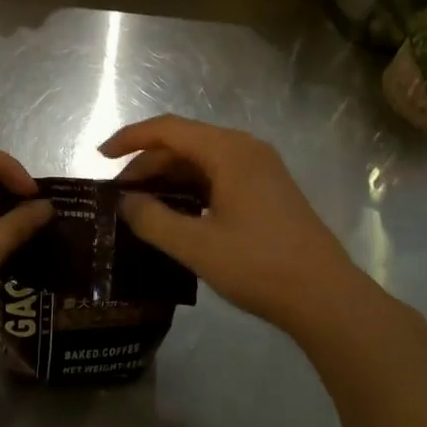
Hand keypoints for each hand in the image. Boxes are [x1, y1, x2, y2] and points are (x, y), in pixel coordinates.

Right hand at [102, 115, 382, 344]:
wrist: (327, 297)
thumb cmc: (259, 266)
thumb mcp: (196, 246)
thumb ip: (153, 220)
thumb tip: (125, 202)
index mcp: (228, 150)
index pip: (168, 129)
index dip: (130, 139)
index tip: (100, 157)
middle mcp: (245, 149)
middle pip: (184, 143)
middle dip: (147, 164)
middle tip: (118, 196)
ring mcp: (260, 169)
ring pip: (201, 161)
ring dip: (169, 178)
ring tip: (140, 206)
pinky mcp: (268, 190)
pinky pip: (219, 176)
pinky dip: (191, 189)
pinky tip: (175, 214)